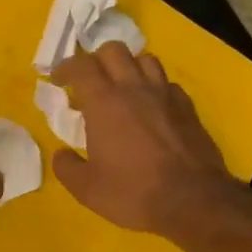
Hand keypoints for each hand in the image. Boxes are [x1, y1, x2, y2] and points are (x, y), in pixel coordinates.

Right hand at [49, 46, 233, 235]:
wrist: (193, 200)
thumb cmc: (134, 192)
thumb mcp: (88, 189)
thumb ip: (67, 167)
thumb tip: (61, 154)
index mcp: (105, 102)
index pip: (81, 66)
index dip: (66, 68)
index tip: (58, 80)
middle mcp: (135, 88)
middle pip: (114, 50)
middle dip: (96, 59)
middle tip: (90, 81)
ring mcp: (165, 95)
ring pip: (145, 59)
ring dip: (129, 67)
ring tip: (122, 88)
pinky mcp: (188, 107)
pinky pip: (167, 83)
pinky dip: (155, 87)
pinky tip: (152, 107)